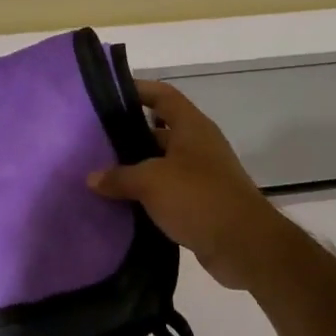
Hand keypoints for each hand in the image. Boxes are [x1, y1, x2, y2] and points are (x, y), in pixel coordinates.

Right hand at [87, 80, 295, 291]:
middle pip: (159, 129)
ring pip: (161, 162)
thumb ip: (120, 176)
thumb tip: (92, 178)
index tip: (108, 94)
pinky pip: (168, 190)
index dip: (137, 90)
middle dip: (128, 134)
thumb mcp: (151, 182)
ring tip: (100, 172)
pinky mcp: (201, 202)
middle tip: (94, 140)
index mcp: (191, 127)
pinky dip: (147, 194)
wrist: (244, 245)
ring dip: (136, 168)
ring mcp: (202, 174)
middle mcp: (198, 144)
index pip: (162, 95)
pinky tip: (121, 202)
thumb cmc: (198, 198)